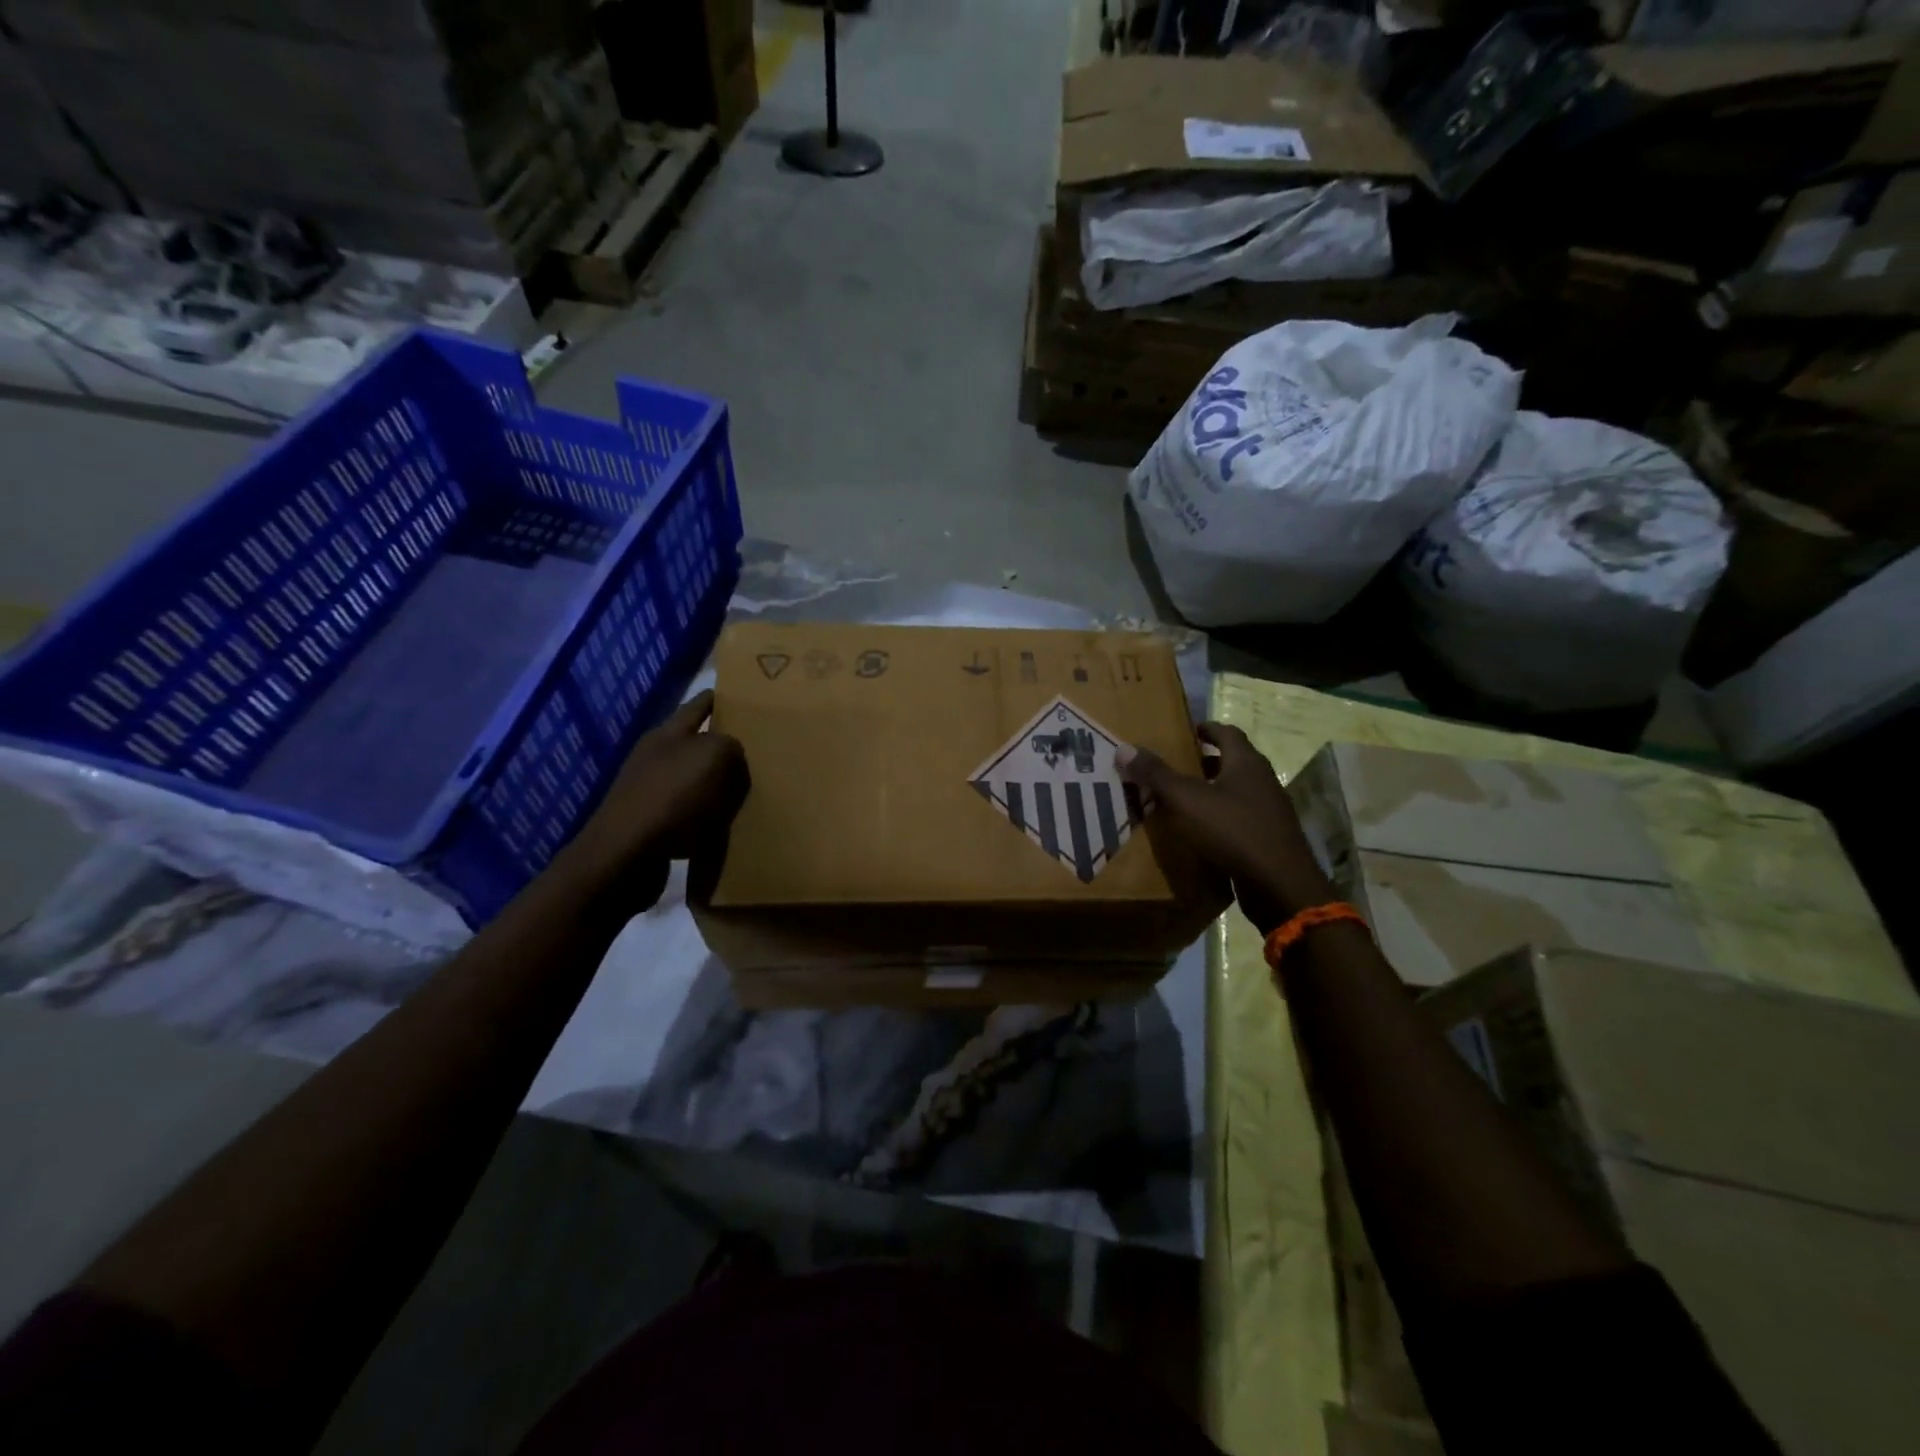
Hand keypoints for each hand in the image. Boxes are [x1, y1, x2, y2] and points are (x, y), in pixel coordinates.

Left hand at [557, 690, 748, 907]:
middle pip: (698, 744)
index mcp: (667, 734)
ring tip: (751, 791)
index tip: (748, 699)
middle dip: (725, 746)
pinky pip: (691, 814)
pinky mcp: (652, 826)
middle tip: (761, 751)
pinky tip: (728, 825)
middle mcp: (655, 758)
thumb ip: (730, 745)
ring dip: (719, 785)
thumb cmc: (671, 797)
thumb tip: (733, 754)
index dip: (722, 699)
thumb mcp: (713, 756)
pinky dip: (709, 817)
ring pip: (696, 780)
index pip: (699, 705)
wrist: (626, 857)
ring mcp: (650, 792)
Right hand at [1118, 724, 1331, 934]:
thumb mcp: (1187, 799)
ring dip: (1213, 790)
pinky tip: (1201, 830)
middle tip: (1177, 765)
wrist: (1279, 884)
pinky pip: (1240, 817)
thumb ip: (1156, 774)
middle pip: (1234, 761)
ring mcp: (1269, 810)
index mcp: (1246, 763)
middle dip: (1206, 761)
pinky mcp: (1269, 837)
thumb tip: (1124, 748)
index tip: (1186, 731)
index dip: (1206, 729)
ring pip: (1237, 790)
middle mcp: (1262, 780)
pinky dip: (1220, 816)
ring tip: (1183, 798)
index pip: (1227, 732)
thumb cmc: (1233, 830)